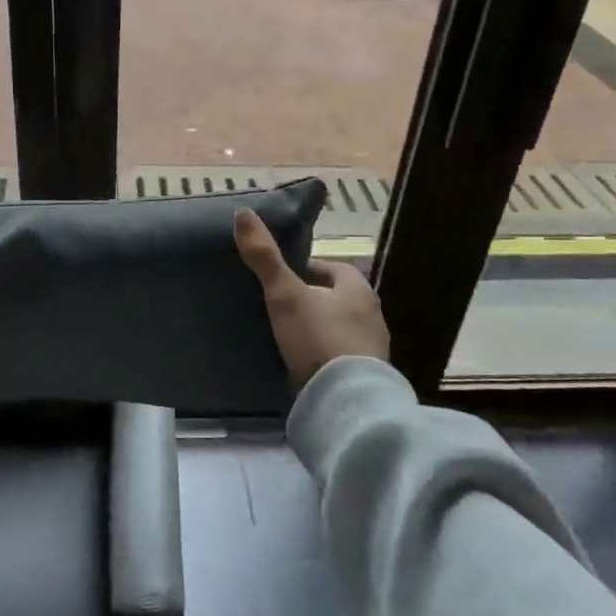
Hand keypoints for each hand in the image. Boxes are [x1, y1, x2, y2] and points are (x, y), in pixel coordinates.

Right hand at [233, 209, 389, 390]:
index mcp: (357, 287)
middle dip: (310, 300)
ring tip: (286, 337)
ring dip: (317, 329)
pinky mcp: (366, 377)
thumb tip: (243, 214)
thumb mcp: (285, 295)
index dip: (304, 270)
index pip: (329, 268)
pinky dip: (322, 356)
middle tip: (278, 308)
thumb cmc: (318, 338)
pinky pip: (340, 357)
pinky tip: (302, 364)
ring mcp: (372, 347)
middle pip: (335, 298)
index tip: (278, 280)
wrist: (345, 402)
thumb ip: (265, 258)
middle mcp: (372, 313)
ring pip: (338, 328)